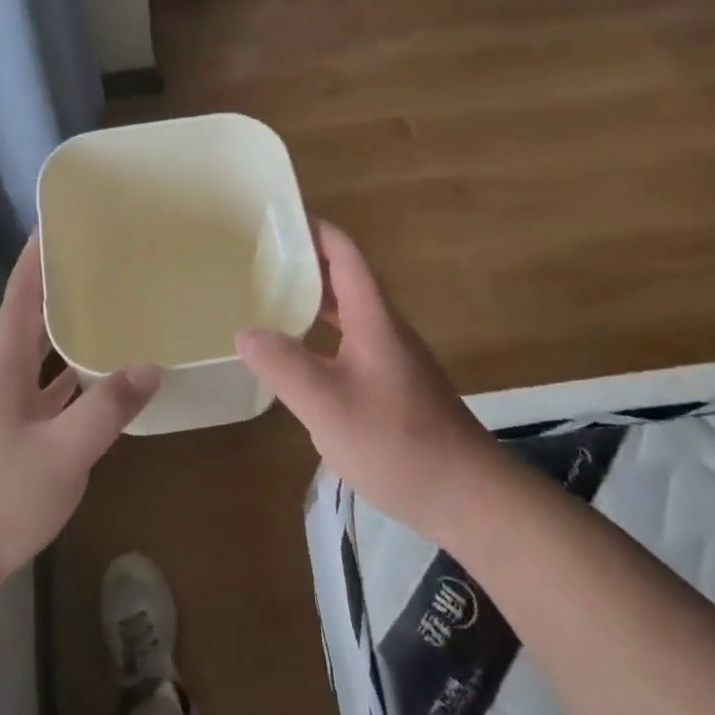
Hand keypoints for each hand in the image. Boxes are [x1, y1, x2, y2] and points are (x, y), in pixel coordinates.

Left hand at [0, 235, 158, 627]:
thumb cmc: (0, 497)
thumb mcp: (62, 453)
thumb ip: (106, 409)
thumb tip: (151, 365)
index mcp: (6, 369)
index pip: (21, 299)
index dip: (34, 260)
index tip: (53, 225)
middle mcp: (5, 378)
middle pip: (31, 319)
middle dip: (57, 285)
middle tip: (95, 258)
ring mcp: (11, 408)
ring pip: (42, 354)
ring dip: (66, 327)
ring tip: (105, 304)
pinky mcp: (20, 435)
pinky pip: (51, 389)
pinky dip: (73, 373)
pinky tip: (102, 374)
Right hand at [238, 220, 497, 535]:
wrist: (469, 498)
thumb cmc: (398, 443)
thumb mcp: (328, 405)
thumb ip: (284, 366)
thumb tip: (245, 332)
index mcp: (373, 319)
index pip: (344, 255)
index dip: (314, 229)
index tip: (277, 216)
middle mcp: (383, 330)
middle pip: (342, 280)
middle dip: (303, 262)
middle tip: (255, 259)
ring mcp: (390, 359)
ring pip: (345, 314)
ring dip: (310, 300)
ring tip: (265, 300)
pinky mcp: (391, 387)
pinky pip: (347, 344)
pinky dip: (318, 336)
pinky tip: (295, 359)